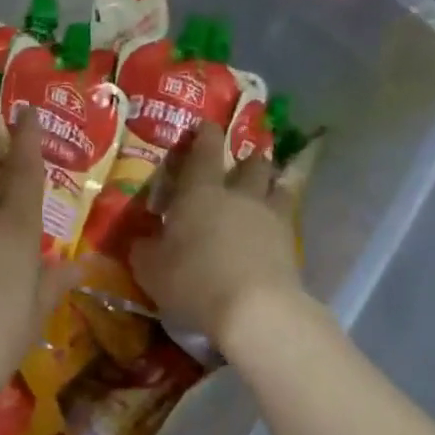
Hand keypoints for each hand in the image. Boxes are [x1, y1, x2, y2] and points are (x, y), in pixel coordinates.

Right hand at [131, 123, 306, 353]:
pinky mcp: (291, 245)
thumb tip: (143, 241)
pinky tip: (271, 232)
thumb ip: (145, 249)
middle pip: (251, 164)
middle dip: (245, 160)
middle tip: (239, 164)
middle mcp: (239, 195)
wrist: (254, 309)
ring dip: (270, 184)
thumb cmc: (193, 280)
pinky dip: (278, 221)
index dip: (205, 135)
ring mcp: (270, 218)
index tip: (206, 126)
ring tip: (265, 191)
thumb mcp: (151, 269)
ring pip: (277, 186)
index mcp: (200, 192)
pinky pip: (285, 221)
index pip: (204, 151)